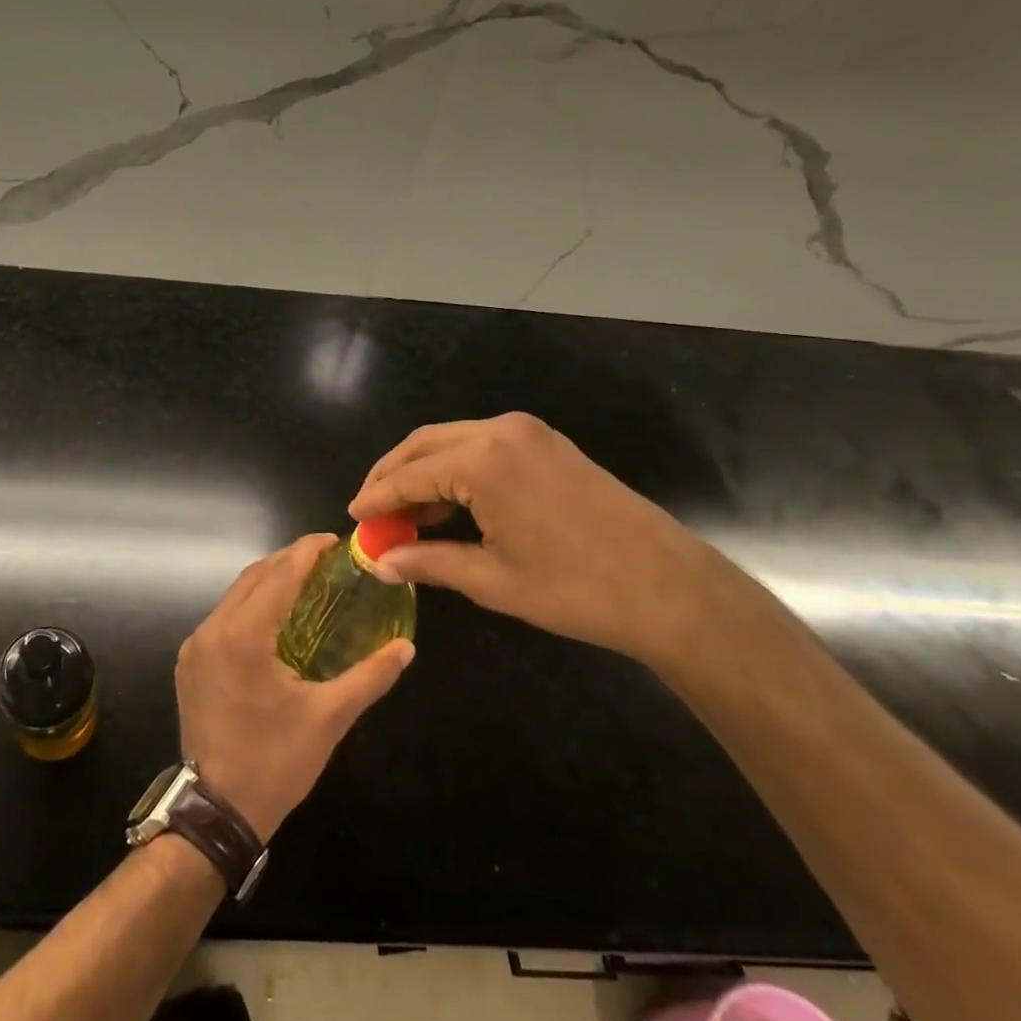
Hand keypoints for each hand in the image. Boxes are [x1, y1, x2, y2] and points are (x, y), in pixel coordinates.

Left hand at [176, 534, 413, 842]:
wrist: (216, 811)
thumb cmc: (275, 762)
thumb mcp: (329, 718)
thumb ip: (370, 677)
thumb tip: (406, 648)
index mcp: (243, 636)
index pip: (279, 575)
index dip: (307, 551)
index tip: (333, 540)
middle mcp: (212, 630)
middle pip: (254, 577)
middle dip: (288, 561)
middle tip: (325, 560)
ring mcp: (195, 647)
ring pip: (234, 596)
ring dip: (268, 581)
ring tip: (305, 581)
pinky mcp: (189, 663)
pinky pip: (222, 617)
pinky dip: (250, 606)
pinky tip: (275, 617)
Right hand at [348, 413, 748, 664]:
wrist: (669, 588)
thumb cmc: (575, 588)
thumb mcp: (491, 579)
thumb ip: (428, 561)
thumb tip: (380, 562)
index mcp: (482, 461)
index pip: (409, 475)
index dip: (376, 498)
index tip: (352, 518)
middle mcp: (500, 431)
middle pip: (424, 445)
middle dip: (392, 476)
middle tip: (371, 512)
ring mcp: (528, 433)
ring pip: (451, 441)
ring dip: (422, 472)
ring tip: (404, 515)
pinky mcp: (547, 443)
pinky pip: (482, 445)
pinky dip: (455, 469)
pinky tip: (448, 505)